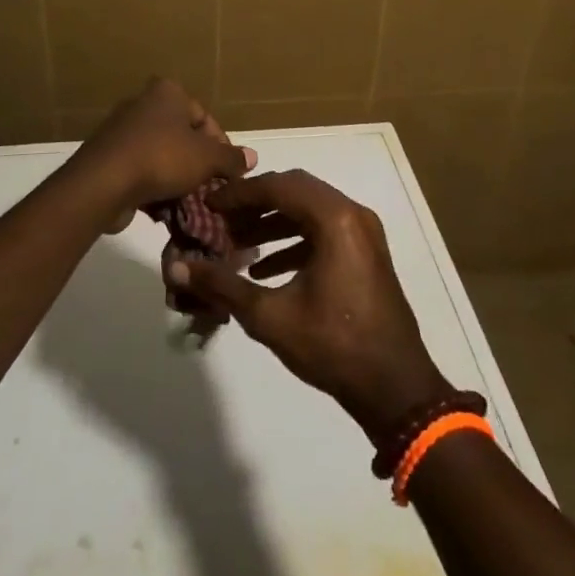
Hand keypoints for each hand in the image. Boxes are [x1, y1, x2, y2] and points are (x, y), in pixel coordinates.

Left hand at [70, 78, 254, 220]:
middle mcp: (143, 103)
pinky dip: (153, 185)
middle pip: (182, 136)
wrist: (102, 183)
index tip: (228, 173)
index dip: (221, 146)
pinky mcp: (108, 156)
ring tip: (189, 202)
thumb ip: (231, 158)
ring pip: (162, 155)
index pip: (205, 117)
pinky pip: (140, 169)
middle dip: (198, 163)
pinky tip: (163, 207)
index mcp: (168, 92)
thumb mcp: (206, 158)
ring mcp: (122, 130)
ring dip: (176, 178)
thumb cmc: (161, 158)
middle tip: (210, 188)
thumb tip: (252, 157)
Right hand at [167, 171, 452, 443]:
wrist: (395, 389)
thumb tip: (179, 267)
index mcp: (335, 219)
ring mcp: (364, 233)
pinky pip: (324, 231)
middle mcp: (353, 214)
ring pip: (310, 210)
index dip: (240, 193)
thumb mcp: (270, 316)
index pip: (278, 186)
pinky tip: (265, 270)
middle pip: (296, 191)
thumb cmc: (333, 346)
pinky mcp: (366, 253)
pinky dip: (294, 240)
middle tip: (221, 220)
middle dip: (256, 203)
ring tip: (237, 245)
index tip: (209, 204)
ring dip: (273, 222)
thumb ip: (223, 285)